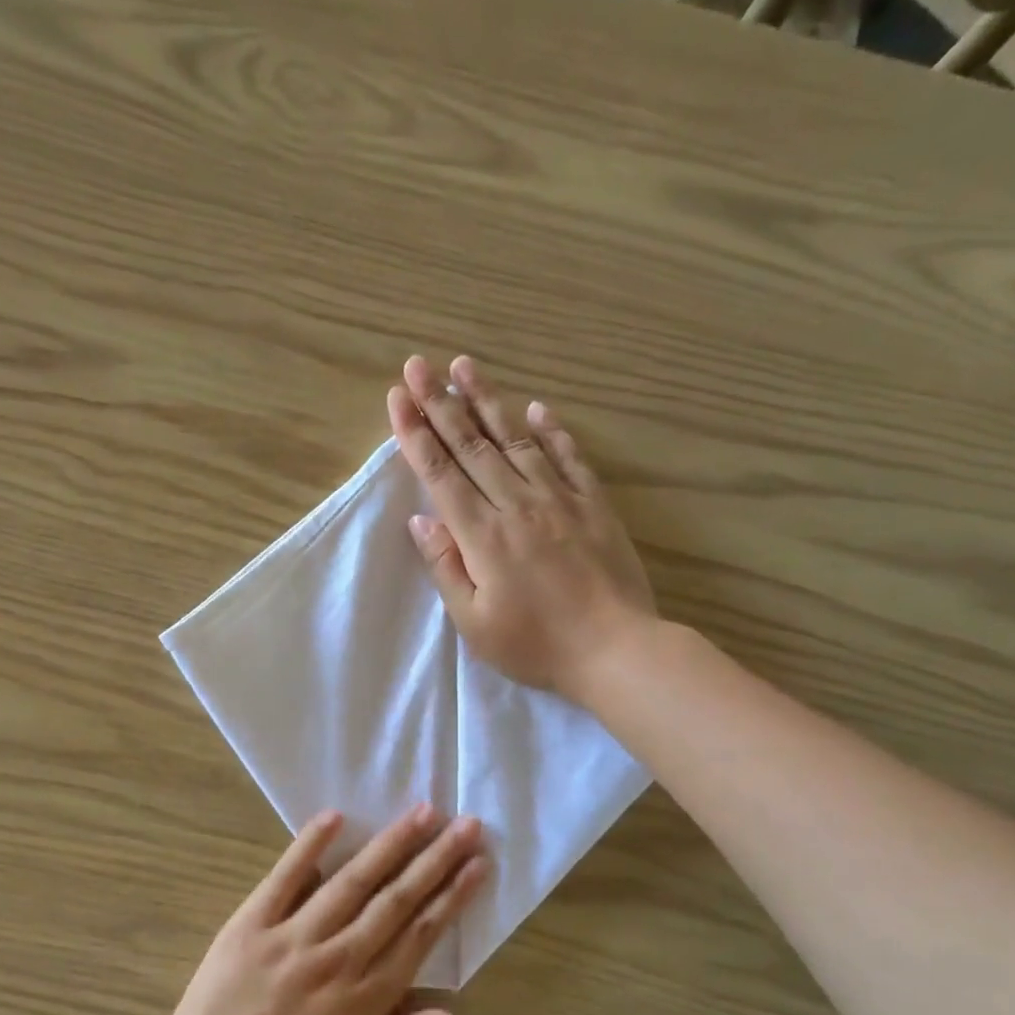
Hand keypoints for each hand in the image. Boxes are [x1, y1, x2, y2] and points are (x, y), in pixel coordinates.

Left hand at [153, 806, 486, 1014]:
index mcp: (362, 1000)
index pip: (419, 937)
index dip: (452, 898)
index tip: (478, 864)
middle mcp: (335, 958)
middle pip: (395, 901)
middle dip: (435, 860)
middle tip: (467, 824)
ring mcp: (292, 936)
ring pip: (351, 882)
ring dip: (389, 845)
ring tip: (421, 812)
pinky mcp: (251, 923)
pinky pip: (283, 878)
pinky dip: (308, 846)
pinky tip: (334, 816)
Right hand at [390, 355, 656, 704]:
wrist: (616, 649)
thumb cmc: (536, 646)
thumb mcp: (474, 623)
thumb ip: (446, 567)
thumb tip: (421, 520)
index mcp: (482, 536)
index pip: (440, 474)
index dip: (415, 434)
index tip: (397, 398)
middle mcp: (516, 505)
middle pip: (471, 445)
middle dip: (440, 403)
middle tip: (417, 364)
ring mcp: (559, 499)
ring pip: (516, 440)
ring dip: (486, 401)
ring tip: (464, 366)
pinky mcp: (593, 505)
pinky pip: (569, 457)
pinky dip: (551, 430)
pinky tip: (535, 407)